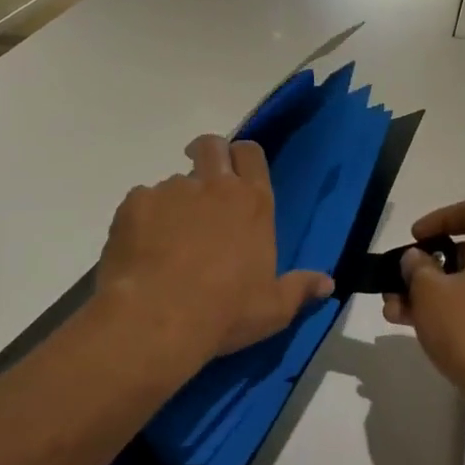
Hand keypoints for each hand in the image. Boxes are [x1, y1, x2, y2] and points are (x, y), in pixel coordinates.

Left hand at [97, 135, 333, 370]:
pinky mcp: (135, 205)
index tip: (234, 172)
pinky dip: (142, 220)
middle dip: (207, 155)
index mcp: (253, 203)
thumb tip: (328, 283)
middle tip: (202, 183)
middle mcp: (214, 186)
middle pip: (212, 146)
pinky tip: (141, 251)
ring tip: (167, 239)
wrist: (158, 318)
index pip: (252, 153)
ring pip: (173, 181)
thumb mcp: (273, 309)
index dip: (243, 157)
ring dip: (175, 201)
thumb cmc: (226, 312)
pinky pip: (141, 202)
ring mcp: (171, 191)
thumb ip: (300, 289)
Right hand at [381, 201, 464, 430]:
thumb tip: (418, 259)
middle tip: (399, 280)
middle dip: (428, 265)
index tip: (412, 239)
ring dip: (435, 291)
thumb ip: (416, 266)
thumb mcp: (429, 293)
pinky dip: (457, 307)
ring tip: (396, 310)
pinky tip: (421, 327)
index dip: (436, 220)